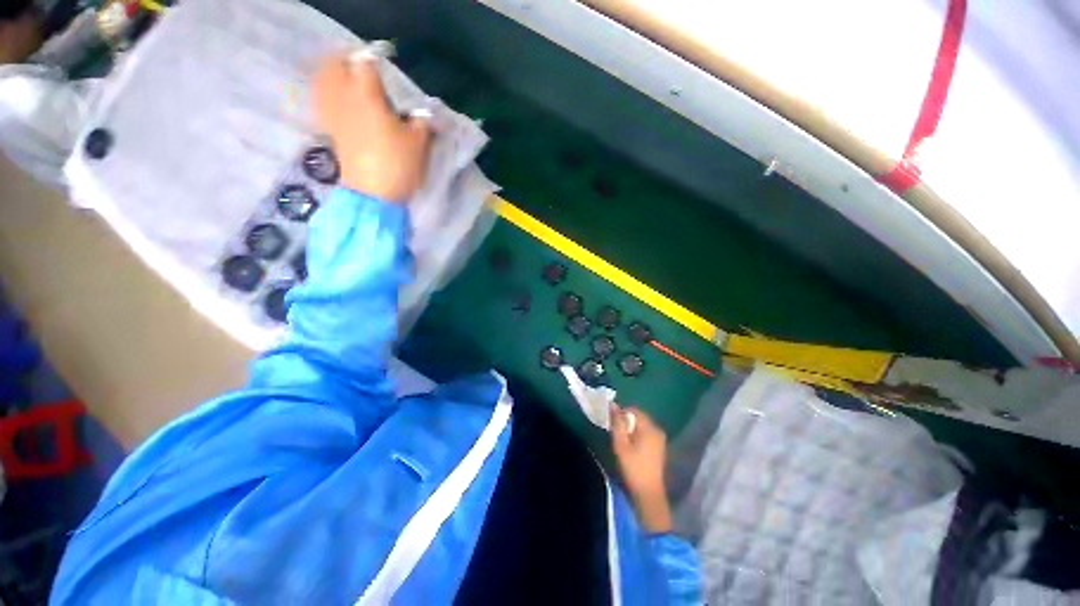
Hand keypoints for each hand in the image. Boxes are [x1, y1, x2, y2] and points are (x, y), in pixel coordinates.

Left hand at [313, 55, 431, 201]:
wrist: (373, 195)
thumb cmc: (397, 165)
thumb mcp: (418, 142)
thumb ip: (421, 121)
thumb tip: (423, 111)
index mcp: (367, 94)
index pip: (366, 62)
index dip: (376, 59)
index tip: (387, 64)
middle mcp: (344, 97)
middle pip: (336, 64)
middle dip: (350, 62)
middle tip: (366, 71)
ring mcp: (333, 113)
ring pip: (324, 81)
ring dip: (335, 75)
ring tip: (352, 83)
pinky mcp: (330, 130)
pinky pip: (323, 101)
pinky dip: (329, 94)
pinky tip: (342, 102)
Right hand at [611, 406, 672, 532]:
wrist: (648, 493)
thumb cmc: (633, 468)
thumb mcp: (620, 444)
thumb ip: (617, 423)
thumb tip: (613, 405)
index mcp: (649, 428)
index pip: (633, 410)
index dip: (621, 414)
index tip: (612, 425)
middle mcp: (657, 429)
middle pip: (638, 417)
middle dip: (626, 421)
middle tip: (616, 434)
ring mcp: (660, 439)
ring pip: (642, 425)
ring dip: (631, 429)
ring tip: (622, 441)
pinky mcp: (660, 447)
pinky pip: (646, 433)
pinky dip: (637, 435)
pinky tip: (631, 448)